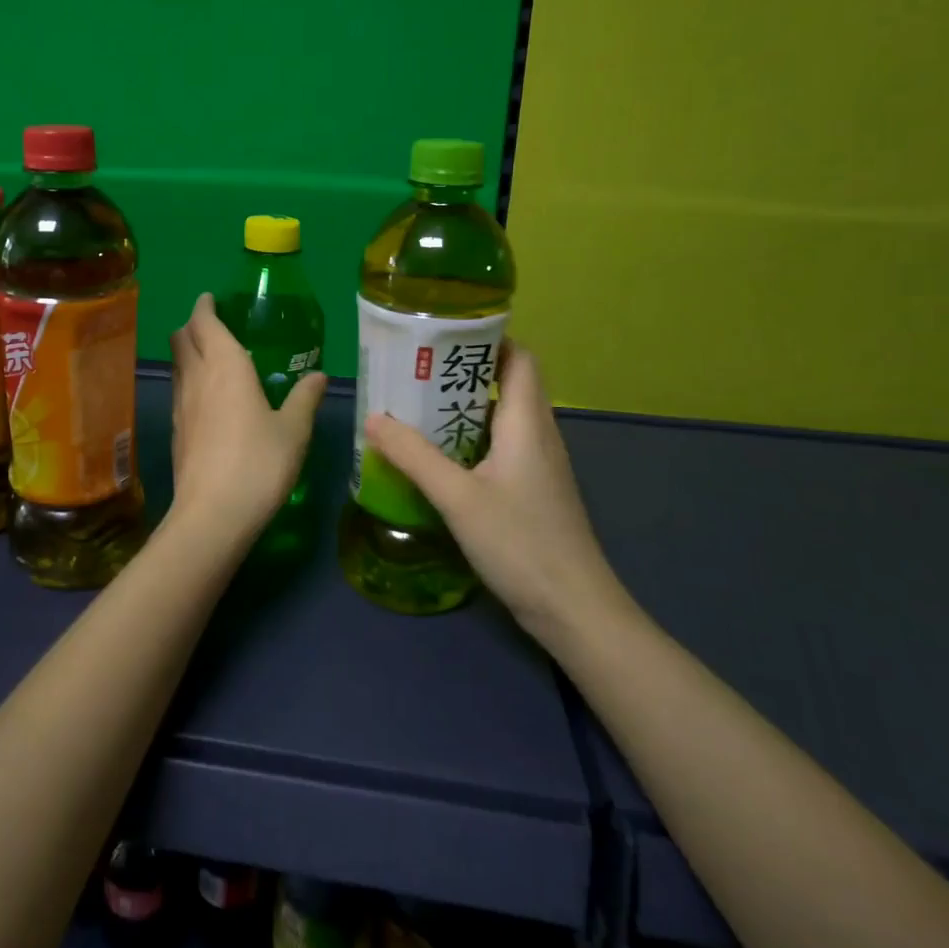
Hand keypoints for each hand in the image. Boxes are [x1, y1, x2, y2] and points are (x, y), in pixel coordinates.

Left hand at [169, 294, 326, 537]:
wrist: (212, 514)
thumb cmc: (259, 463)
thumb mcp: (294, 430)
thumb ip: (305, 398)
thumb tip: (320, 376)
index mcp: (225, 365)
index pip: (204, 321)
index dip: (205, 306)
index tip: (211, 299)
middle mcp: (196, 377)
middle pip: (181, 338)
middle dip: (193, 325)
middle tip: (214, 326)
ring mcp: (181, 405)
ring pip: (177, 364)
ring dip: (188, 353)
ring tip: (212, 359)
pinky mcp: (175, 431)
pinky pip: (179, 390)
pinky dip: (190, 381)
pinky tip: (209, 400)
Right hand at [364, 345, 626, 640]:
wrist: (575, 611)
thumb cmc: (521, 544)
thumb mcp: (458, 498)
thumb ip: (414, 456)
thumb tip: (373, 418)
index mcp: (527, 422)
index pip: (520, 358)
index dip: (488, 338)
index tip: (443, 336)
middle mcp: (538, 435)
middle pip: (507, 383)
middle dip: (462, 372)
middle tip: (414, 370)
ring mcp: (538, 465)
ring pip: (501, 418)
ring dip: (463, 407)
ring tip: (416, 406)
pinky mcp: (533, 491)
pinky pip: (500, 446)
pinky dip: (470, 439)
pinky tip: (437, 456)